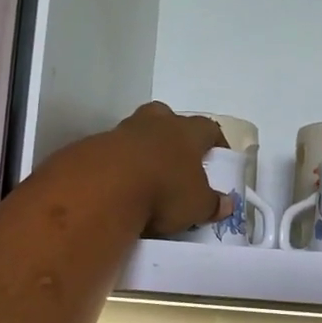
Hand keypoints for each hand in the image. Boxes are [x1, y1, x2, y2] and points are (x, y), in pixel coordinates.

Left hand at [106, 103, 230, 236]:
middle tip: (176, 156)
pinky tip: (120, 184)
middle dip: (172, 132)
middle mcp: (155, 124)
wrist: (103, 188)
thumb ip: (212, 203)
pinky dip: (119, 164)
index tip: (218, 155)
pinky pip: (113, 151)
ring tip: (146, 174)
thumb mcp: (196, 205)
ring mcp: (121, 132)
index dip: (215, 140)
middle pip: (166, 116)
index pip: (208, 128)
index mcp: (186, 132)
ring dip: (143, 147)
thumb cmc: (163, 190)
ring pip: (137, 131)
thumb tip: (227, 204)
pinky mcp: (94, 146)